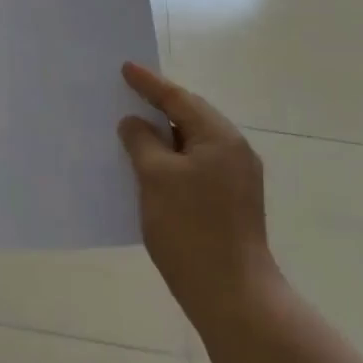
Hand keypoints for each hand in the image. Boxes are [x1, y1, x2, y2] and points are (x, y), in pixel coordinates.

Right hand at [118, 62, 280, 325]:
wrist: (233, 295)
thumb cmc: (190, 228)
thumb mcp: (156, 177)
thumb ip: (142, 141)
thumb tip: (135, 123)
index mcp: (219, 136)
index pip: (178, 98)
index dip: (149, 83)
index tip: (125, 68)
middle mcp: (234, 150)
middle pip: (190, 116)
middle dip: (159, 105)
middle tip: (129, 94)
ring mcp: (237, 178)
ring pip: (194, 142)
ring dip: (165, 135)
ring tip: (134, 129)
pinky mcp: (232, 202)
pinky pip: (198, 165)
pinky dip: (174, 158)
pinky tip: (152, 168)